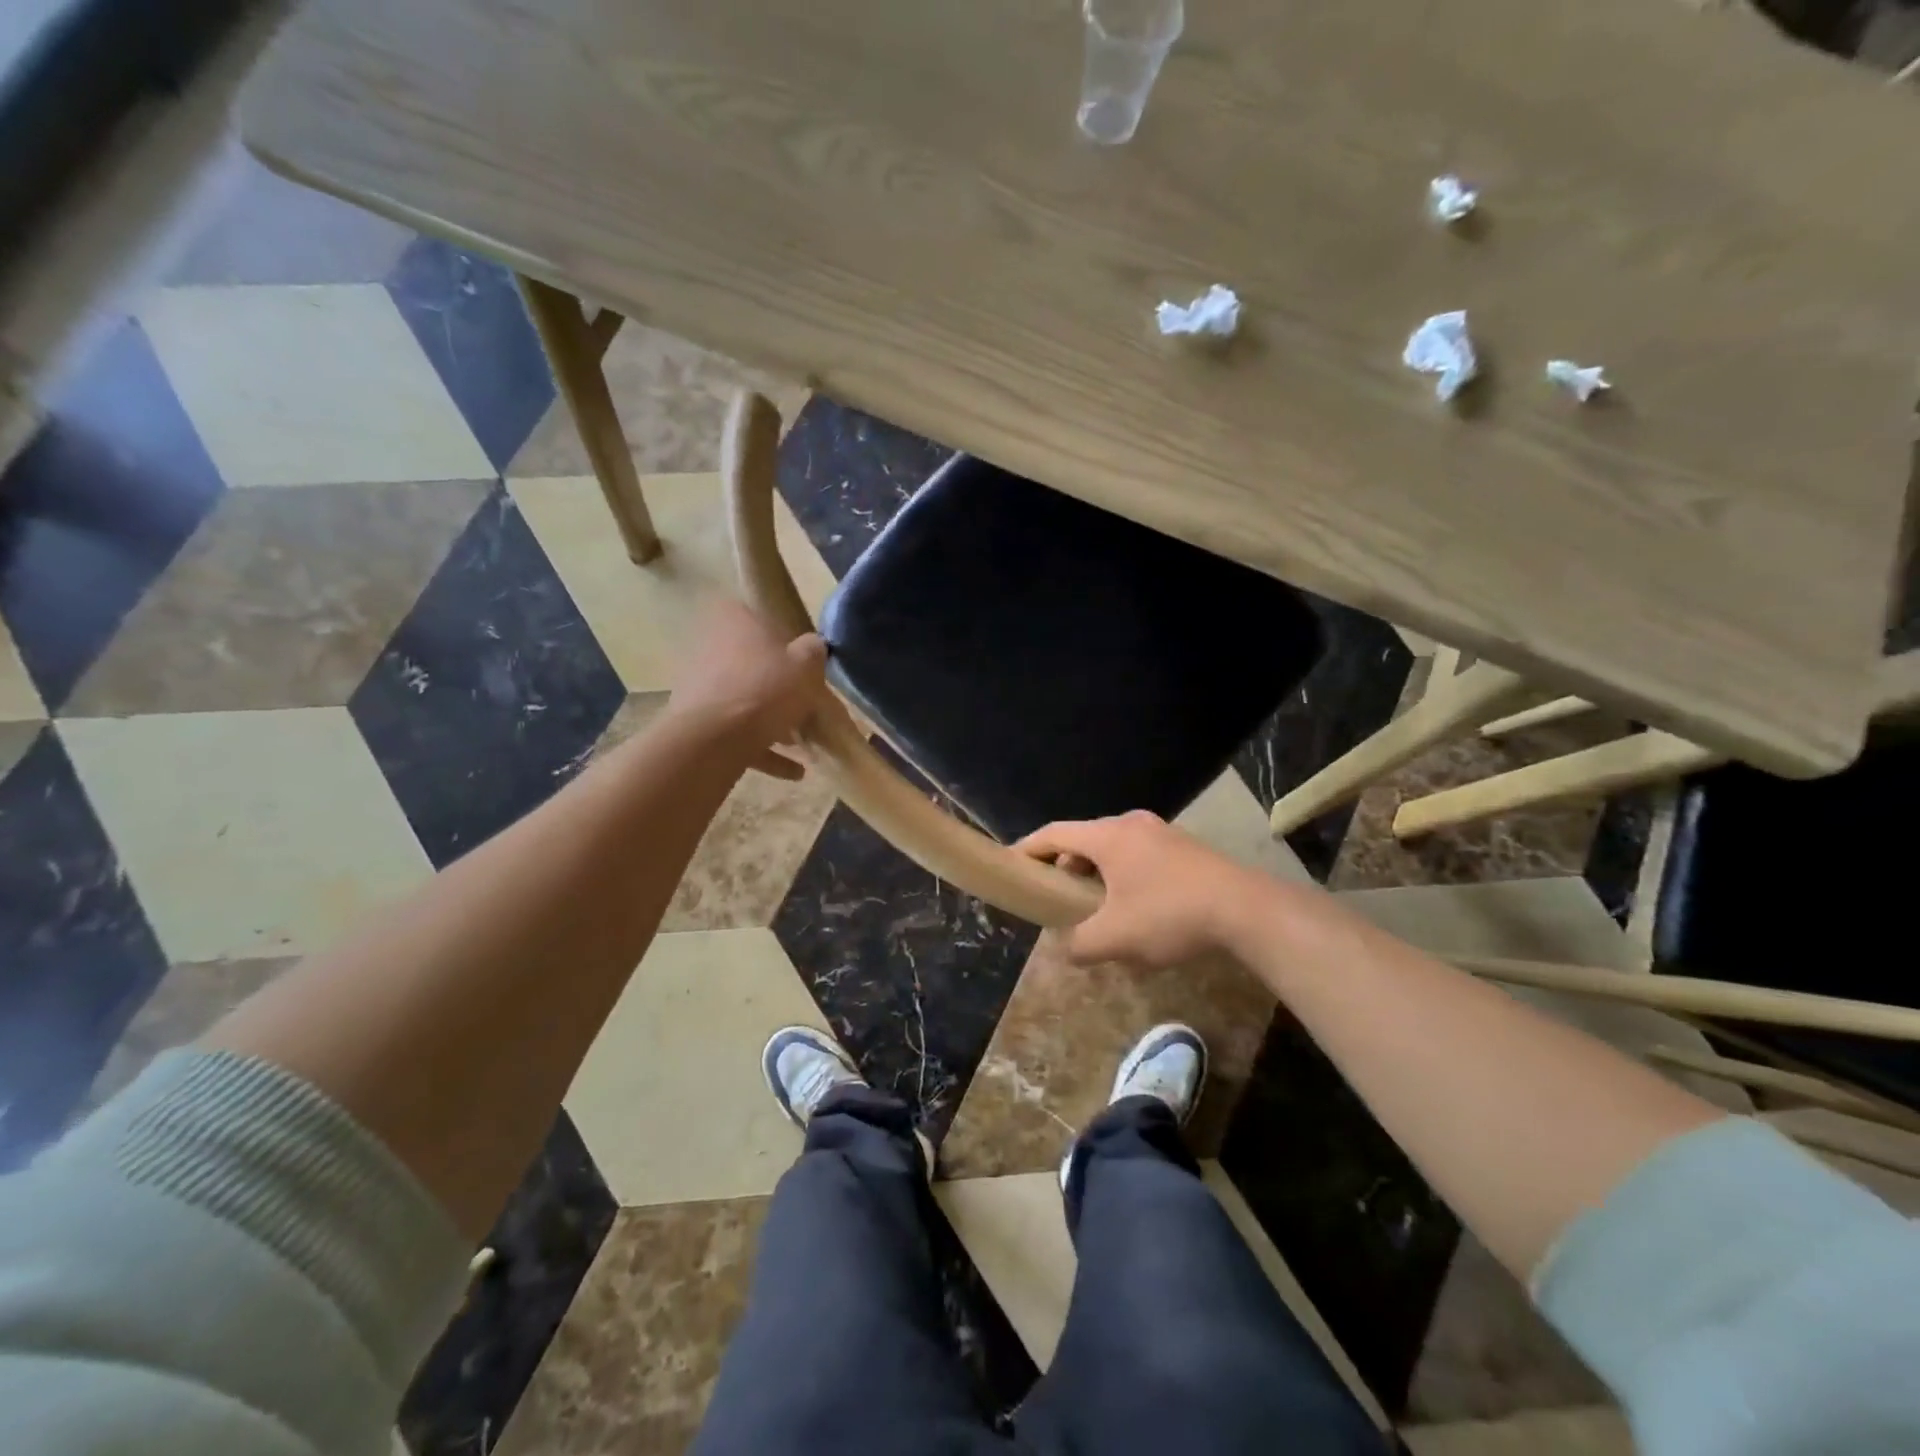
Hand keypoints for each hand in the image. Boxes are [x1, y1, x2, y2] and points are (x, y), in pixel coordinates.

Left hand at [667, 602, 827, 779]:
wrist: (715, 739)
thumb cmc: (765, 689)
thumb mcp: (805, 665)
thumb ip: (813, 651)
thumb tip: (813, 647)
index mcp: (734, 621)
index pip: (756, 616)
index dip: (781, 636)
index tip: (800, 658)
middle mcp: (711, 647)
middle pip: (751, 662)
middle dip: (777, 684)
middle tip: (804, 702)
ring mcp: (699, 686)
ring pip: (743, 699)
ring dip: (770, 720)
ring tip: (801, 742)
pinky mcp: (697, 722)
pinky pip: (737, 734)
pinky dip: (763, 749)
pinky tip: (793, 771)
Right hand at [1017, 810, 1262, 966]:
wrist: (1247, 909)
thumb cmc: (1170, 915)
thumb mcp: (1116, 938)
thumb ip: (1080, 945)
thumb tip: (1065, 950)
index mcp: (1108, 836)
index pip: (1055, 833)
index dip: (1029, 847)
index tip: (1011, 863)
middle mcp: (1132, 824)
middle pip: (1084, 839)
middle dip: (1065, 865)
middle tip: (1055, 895)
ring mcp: (1162, 833)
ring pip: (1114, 848)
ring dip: (1096, 872)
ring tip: (1094, 907)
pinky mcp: (1184, 848)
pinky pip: (1139, 855)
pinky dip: (1123, 875)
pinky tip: (1134, 908)